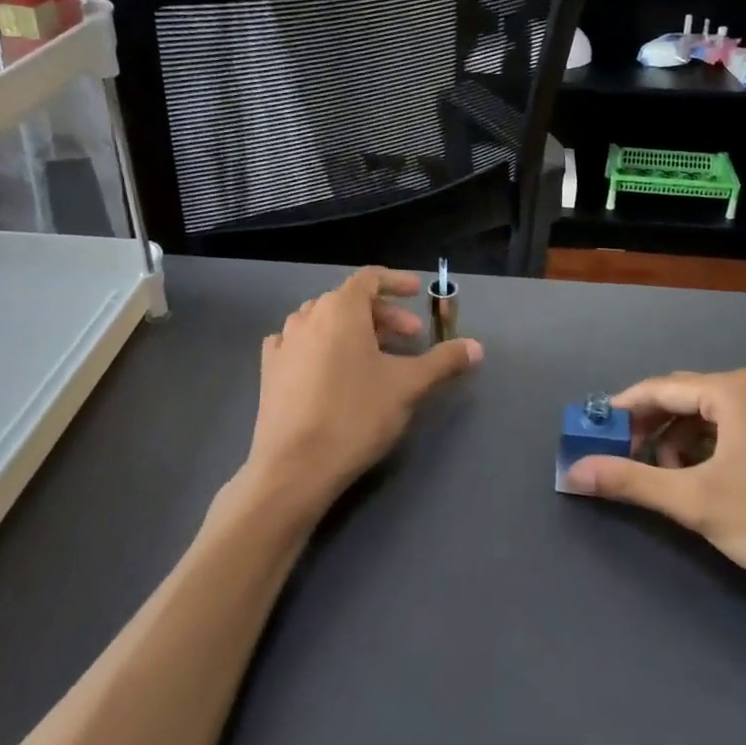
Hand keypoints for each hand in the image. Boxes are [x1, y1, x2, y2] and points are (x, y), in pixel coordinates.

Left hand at [235, 267, 481, 527]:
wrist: (295, 466)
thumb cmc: (356, 415)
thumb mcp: (408, 386)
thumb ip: (444, 361)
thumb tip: (476, 347)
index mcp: (340, 309)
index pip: (370, 278)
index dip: (396, 282)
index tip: (418, 293)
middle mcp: (308, 316)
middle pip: (350, 301)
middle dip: (384, 315)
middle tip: (411, 339)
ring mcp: (283, 343)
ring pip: (324, 322)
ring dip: (353, 331)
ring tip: (375, 356)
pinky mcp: (269, 371)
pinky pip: (299, 344)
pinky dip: (321, 346)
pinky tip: (331, 369)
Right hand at [563, 369, 745, 611]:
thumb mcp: (696, 502)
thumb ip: (631, 480)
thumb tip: (573, 471)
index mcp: (735, 389)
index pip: (659, 388)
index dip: (620, 411)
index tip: (590, 435)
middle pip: (685, 399)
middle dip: (650, 429)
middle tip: (625, 463)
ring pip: (712, 416)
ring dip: (680, 442)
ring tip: (668, 481)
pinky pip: (738, 430)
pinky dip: (711, 450)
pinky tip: (707, 482)